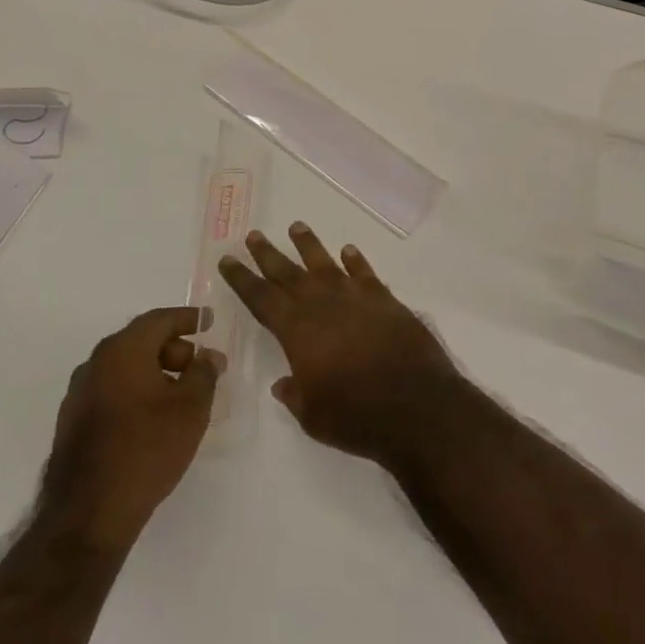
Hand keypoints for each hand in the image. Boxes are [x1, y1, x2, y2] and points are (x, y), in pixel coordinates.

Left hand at [37, 307, 220, 552]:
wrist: (88, 514)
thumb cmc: (146, 449)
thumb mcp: (190, 408)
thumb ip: (204, 373)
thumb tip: (207, 356)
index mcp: (123, 349)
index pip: (160, 320)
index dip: (188, 318)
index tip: (209, 321)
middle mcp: (96, 362)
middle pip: (141, 341)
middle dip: (174, 349)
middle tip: (199, 367)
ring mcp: (79, 393)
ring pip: (125, 368)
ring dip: (155, 373)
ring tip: (180, 396)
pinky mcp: (72, 423)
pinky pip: (111, 391)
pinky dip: (135, 392)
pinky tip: (152, 419)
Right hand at [217, 223, 461, 463]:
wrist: (417, 405)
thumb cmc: (357, 417)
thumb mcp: (314, 417)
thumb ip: (296, 395)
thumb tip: (283, 383)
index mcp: (298, 331)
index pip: (262, 298)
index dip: (242, 279)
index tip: (228, 259)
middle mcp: (322, 305)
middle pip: (288, 273)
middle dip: (268, 254)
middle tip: (254, 235)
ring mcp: (355, 298)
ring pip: (325, 264)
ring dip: (309, 245)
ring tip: (297, 226)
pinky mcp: (385, 300)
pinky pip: (365, 273)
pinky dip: (356, 261)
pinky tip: (349, 251)